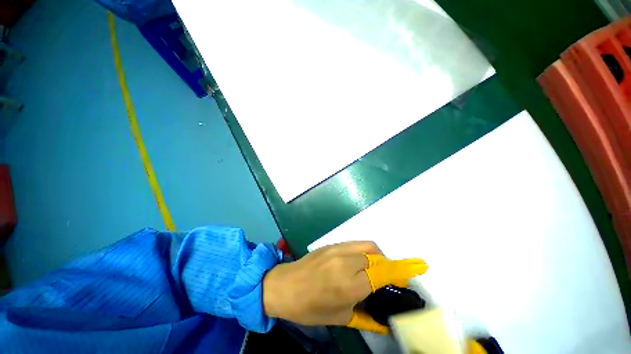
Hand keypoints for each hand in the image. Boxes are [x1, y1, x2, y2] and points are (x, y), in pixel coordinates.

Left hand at [262, 241, 426, 333]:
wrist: (284, 285)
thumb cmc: (309, 307)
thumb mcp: (339, 317)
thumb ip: (365, 315)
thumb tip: (384, 318)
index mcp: (348, 285)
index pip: (382, 274)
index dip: (402, 270)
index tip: (418, 266)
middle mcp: (345, 262)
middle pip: (377, 258)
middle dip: (389, 266)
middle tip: (391, 278)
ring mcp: (337, 249)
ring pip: (368, 247)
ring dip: (379, 256)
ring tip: (376, 269)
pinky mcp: (332, 244)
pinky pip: (356, 244)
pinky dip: (365, 251)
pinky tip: (360, 262)